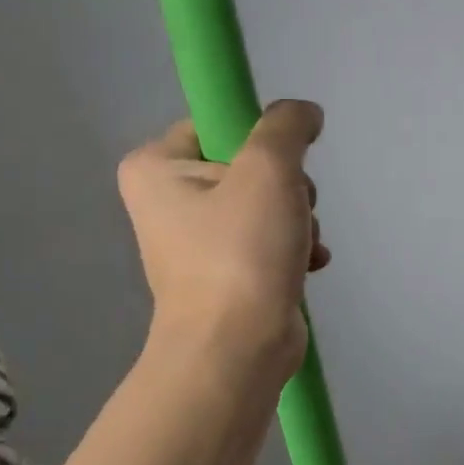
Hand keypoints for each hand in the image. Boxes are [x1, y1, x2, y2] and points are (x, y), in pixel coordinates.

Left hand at [118, 100, 329, 370]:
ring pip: (265, 203)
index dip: (260, 138)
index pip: (216, 123)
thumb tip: (303, 112)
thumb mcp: (268, 169)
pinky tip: (308, 264)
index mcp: (155, 168)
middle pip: (247, 165)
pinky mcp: (225, 274)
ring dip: (297, 218)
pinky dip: (293, 248)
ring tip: (300, 245)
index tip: (282, 165)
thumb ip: (286, 126)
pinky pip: (267, 240)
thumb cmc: (240, 252)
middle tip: (293, 210)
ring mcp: (196, 241)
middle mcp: (167, 201)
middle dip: (287, 187)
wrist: (236, 351)